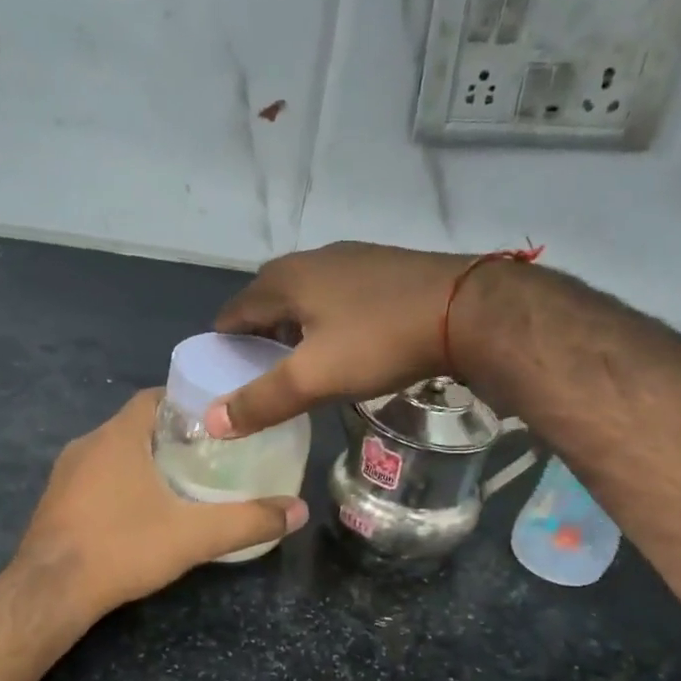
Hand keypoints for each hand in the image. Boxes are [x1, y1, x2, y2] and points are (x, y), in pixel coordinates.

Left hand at [16, 389, 307, 612]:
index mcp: (118, 436)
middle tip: (209, 455)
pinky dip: (119, 482)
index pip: (155, 397)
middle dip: (171, 434)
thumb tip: (298, 511)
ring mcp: (65, 473)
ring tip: (180, 482)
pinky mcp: (54, 501)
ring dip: (143, 459)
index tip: (216, 421)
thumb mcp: (194, 535)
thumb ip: (248, 521)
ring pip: (113, 452)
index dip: (186, 402)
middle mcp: (87, 443)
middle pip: (136, 424)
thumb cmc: (122, 547)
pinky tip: (139, 511)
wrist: (50, 592)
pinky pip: (94, 477)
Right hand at [205, 242, 469, 437]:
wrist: (468, 310)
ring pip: (304, 297)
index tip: (223, 378)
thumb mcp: (313, 378)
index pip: (233, 312)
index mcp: (284, 279)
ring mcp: (351, 258)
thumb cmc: (379, 341)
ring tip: (299, 364)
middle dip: (257, 337)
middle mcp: (312, 259)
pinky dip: (326, 319)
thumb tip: (211, 422)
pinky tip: (344, 343)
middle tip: (260, 375)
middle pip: (267, 301)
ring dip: (293, 328)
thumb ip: (260, 400)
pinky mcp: (383, 267)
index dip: (223, 346)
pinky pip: (336, 295)